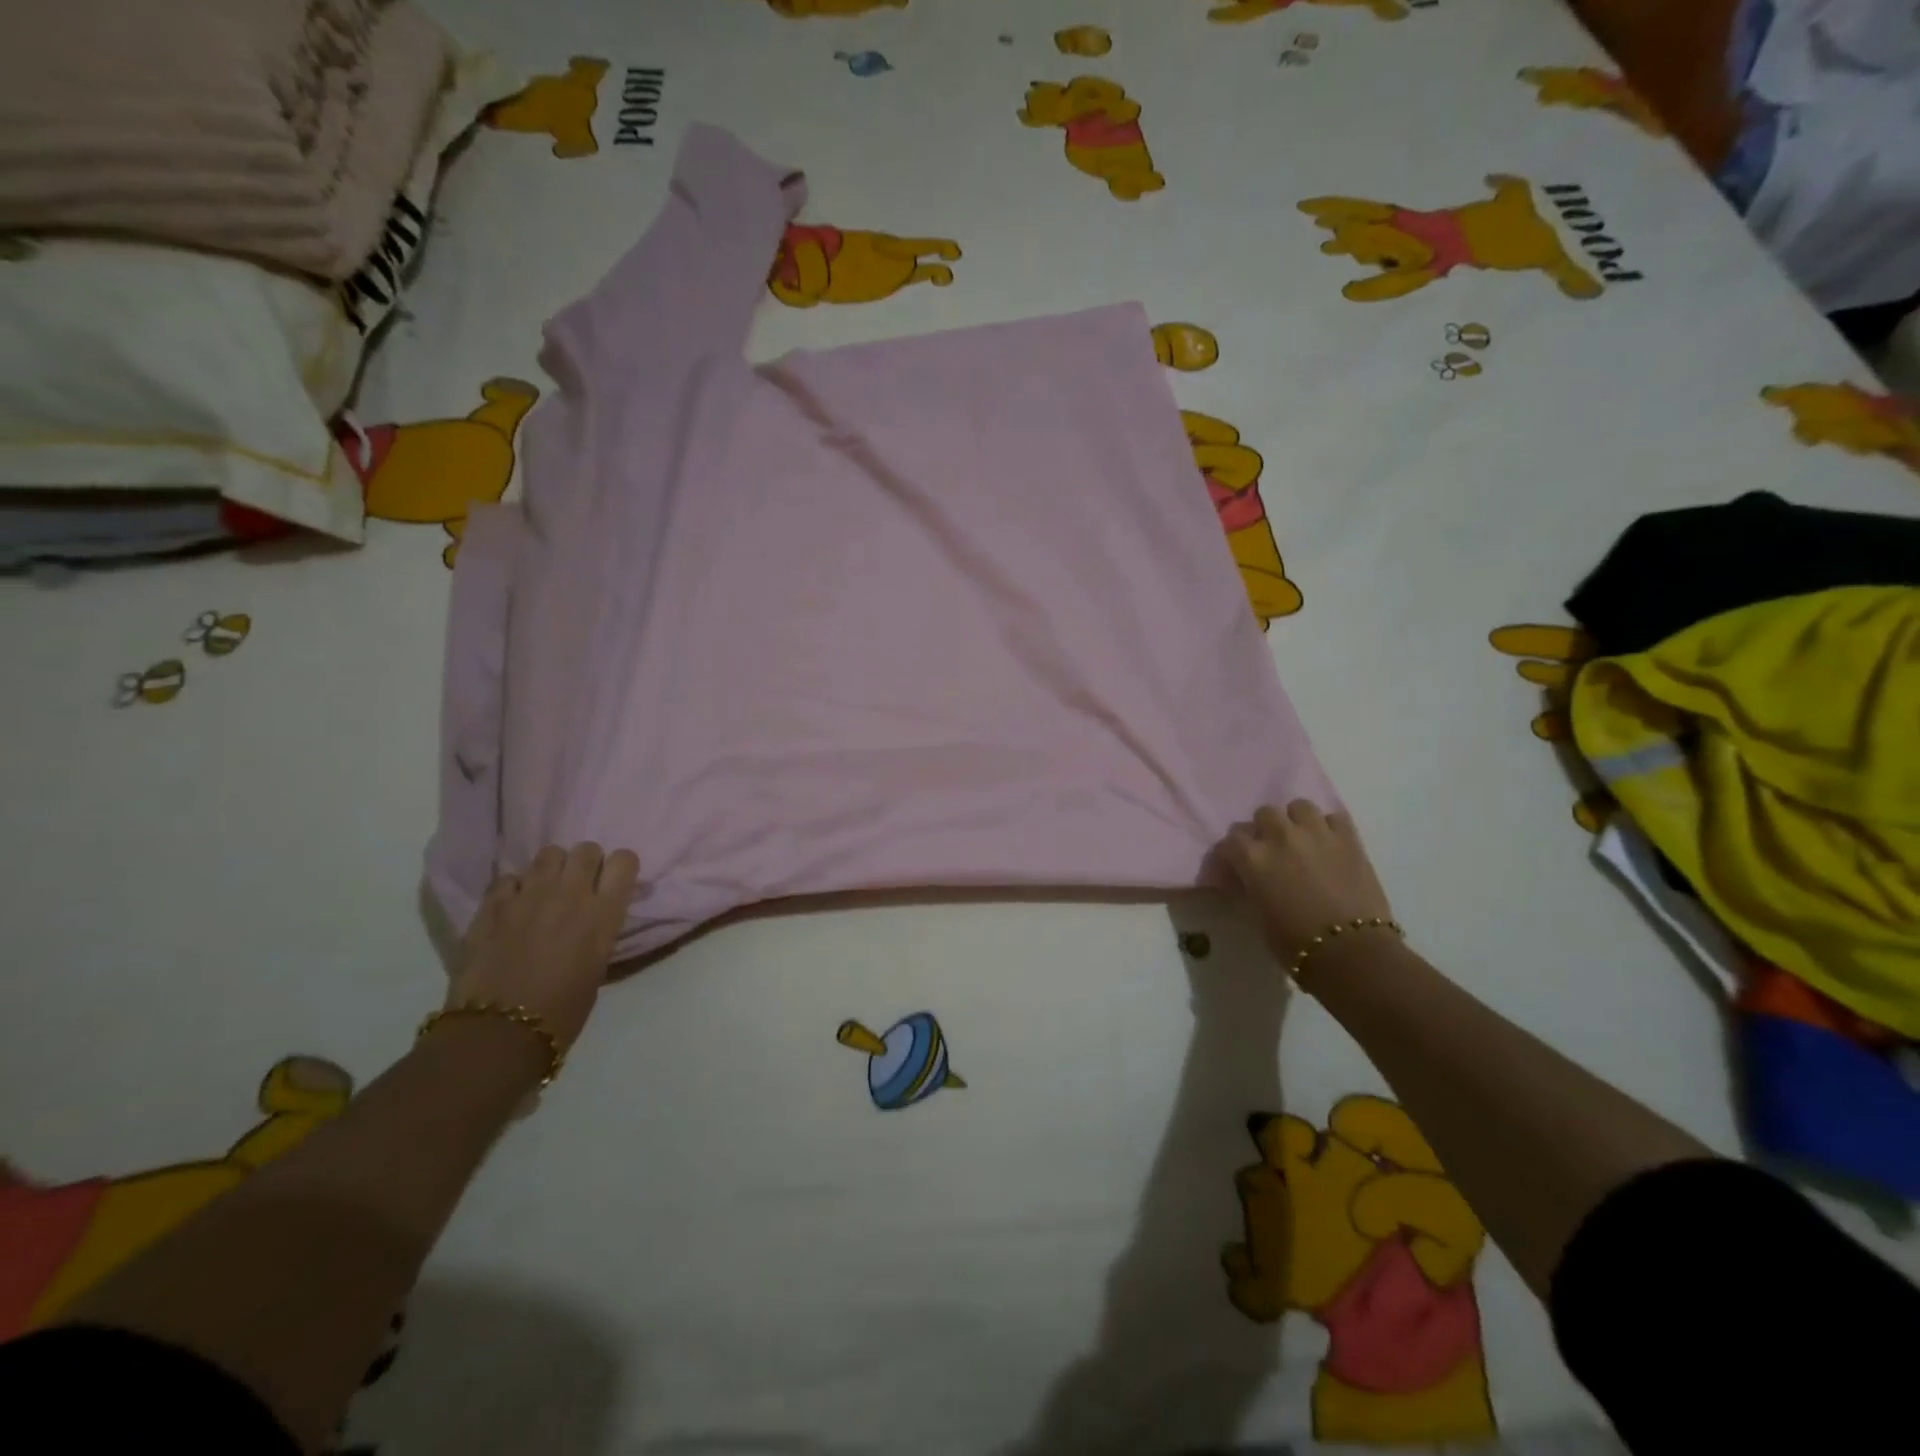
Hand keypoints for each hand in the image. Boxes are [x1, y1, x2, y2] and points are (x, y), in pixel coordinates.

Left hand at [446, 844, 640, 1051]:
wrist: (498, 1035)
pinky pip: (510, 877)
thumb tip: (599, 913)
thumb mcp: (598, 966)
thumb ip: (601, 928)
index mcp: (603, 913)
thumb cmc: (562, 1011)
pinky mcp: (492, 905)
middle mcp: (570, 894)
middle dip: (587, 864)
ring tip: (546, 893)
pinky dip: (515, 888)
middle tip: (580, 888)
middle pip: (587, 849)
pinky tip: (513, 908)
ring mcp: (528, 895)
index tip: (614, 884)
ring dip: (553, 870)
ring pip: (549, 854)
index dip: (620, 868)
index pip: (624, 860)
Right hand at [1222, 801, 1393, 963]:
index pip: (1232, 839)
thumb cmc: (1294, 943)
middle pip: (1264, 813)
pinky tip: (1329, 843)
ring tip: (1302, 839)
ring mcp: (1316, 833)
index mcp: (1253, 857)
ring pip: (1299, 806)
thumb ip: (1252, 883)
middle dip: (1265, 829)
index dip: (1234, 851)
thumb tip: (1252, 877)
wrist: (1351, 952)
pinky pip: (1334, 817)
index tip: (1238, 864)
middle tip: (1272, 849)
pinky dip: (1329, 827)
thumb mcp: (1258, 912)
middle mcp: (1280, 836)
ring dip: (1296, 821)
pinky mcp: (1348, 839)